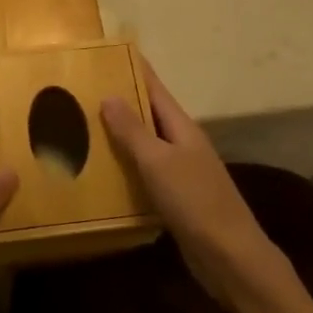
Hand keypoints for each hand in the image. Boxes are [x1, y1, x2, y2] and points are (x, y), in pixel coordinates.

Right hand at [102, 59, 283, 306]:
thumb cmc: (195, 201)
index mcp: (181, 127)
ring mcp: (181, 172)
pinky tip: (102, 173)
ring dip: (119, 137)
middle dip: (120, 102)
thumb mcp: (158, 162)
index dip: (135, 70)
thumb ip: (133, 130)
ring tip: (82, 128)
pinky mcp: (176, 199)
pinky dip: (125, 168)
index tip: (108, 54)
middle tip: (82, 92)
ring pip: (145, 145)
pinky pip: (145, 174)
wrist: (230, 257)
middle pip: (148, 115)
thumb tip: (109, 95)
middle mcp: (182, 144)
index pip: (154, 89)